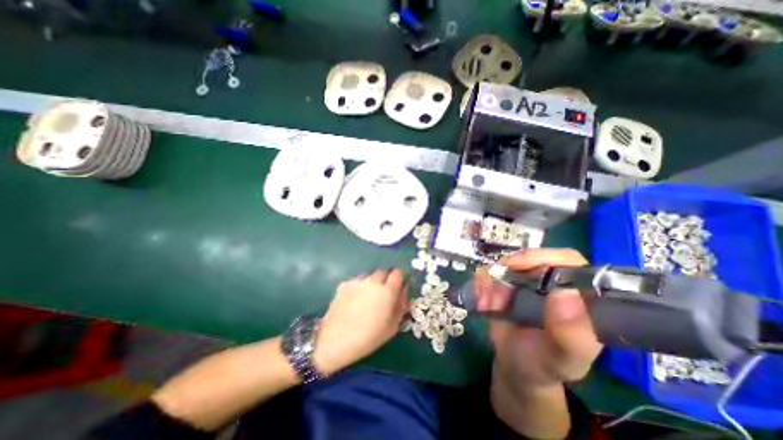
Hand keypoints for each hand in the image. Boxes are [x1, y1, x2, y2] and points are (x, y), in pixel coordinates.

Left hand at [312, 267, 410, 373]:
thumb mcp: (392, 326)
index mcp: (387, 290)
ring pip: (370, 275)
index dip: (400, 278)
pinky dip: (359, 286)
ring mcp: (357, 280)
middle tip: (383, 294)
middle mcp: (373, 280)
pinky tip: (354, 300)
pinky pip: (357, 281)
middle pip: (384, 271)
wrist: (335, 340)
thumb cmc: (368, 337)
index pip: (398, 273)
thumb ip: (401, 305)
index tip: (398, 287)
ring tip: (367, 297)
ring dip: (372, 282)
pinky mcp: (345, 283)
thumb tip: (403, 291)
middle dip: (386, 279)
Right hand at [474, 250, 601, 387]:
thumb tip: (565, 293)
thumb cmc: (544, 364)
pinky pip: (488, 272)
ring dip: (491, 283)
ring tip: (489, 307)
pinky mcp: (505, 282)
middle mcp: (552, 282)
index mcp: (579, 295)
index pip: (569, 261)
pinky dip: (481, 284)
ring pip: (504, 264)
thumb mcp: (561, 358)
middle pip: (529, 258)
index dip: (545, 258)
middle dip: (508, 275)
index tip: (518, 268)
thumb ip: (570, 334)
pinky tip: (483, 303)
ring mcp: (526, 280)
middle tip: (496, 298)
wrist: (516, 366)